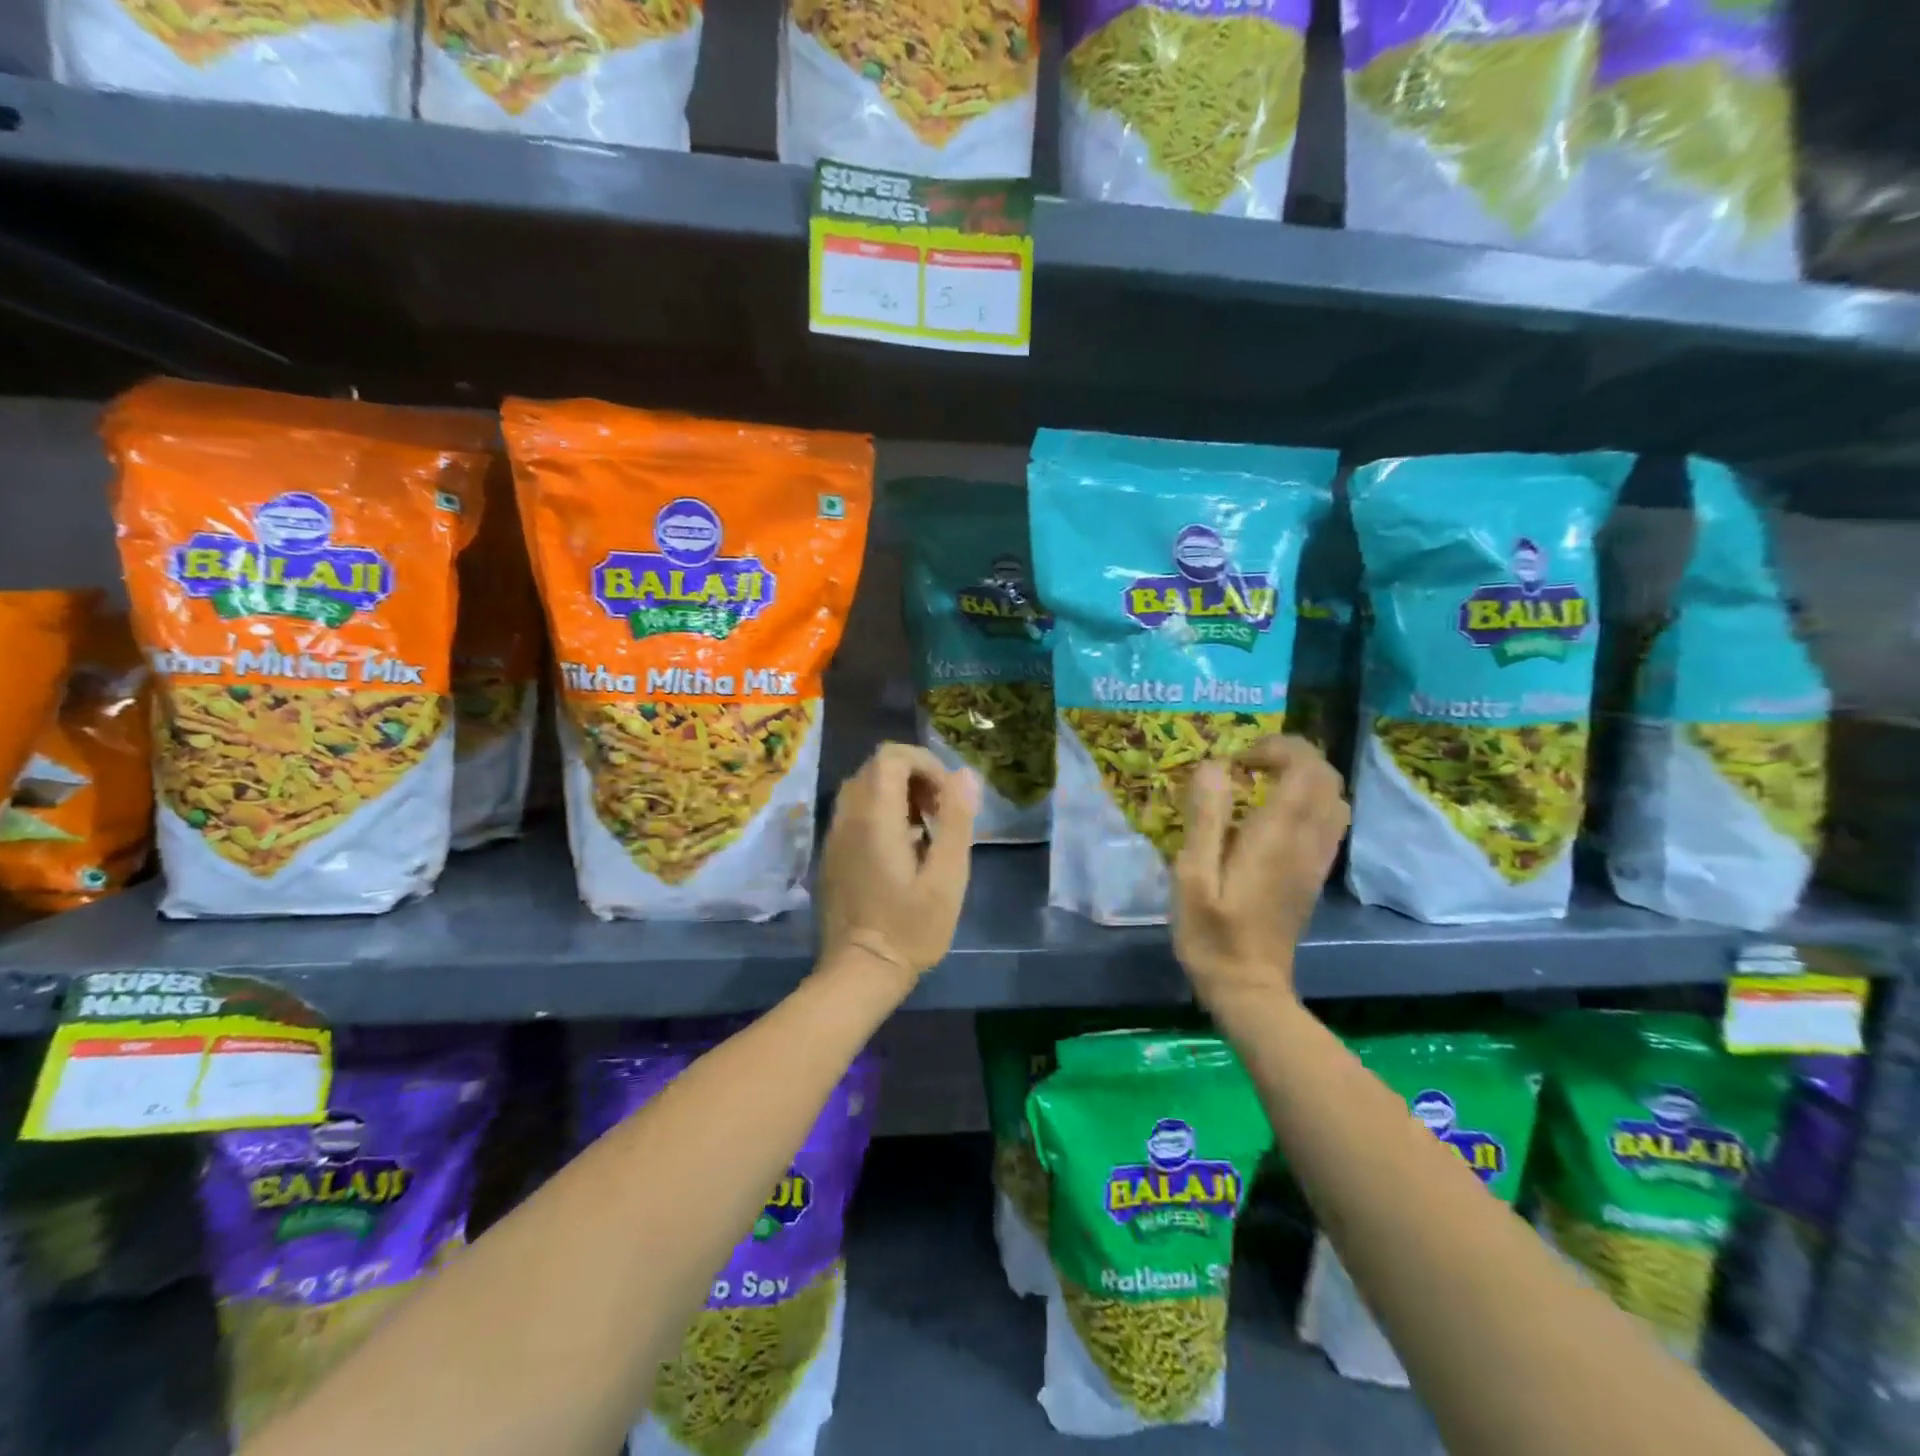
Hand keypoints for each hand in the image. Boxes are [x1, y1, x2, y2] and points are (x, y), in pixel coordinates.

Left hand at [817, 744, 979, 992]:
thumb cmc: (910, 928)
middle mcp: (847, 817)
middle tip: (941, 813)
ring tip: (927, 830)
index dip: (926, 764)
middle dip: (915, 777)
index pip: (892, 756)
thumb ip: (956, 821)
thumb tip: (964, 775)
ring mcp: (834, 835)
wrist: (858, 973)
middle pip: (877, 767)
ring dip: (899, 795)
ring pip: (864, 788)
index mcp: (874, 817)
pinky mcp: (832, 853)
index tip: (948, 797)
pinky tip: (904, 849)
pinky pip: (855, 812)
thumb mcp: (947, 878)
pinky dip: (882, 813)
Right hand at [1171, 735, 1347, 1008]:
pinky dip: (1308, 801)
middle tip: (1246, 766)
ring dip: (1302, 777)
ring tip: (1260, 784)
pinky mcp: (1315, 873)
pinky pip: (1329, 821)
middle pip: (1326, 777)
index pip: (1304, 767)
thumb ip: (1205, 818)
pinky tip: (1272, 816)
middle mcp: (1308, 840)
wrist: (1248, 986)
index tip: (1236, 760)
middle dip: (1290, 756)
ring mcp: (1317, 858)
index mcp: (1279, 835)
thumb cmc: (1211, 932)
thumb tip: (1214, 766)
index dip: (1275, 748)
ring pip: (1334, 798)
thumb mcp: (1193, 875)